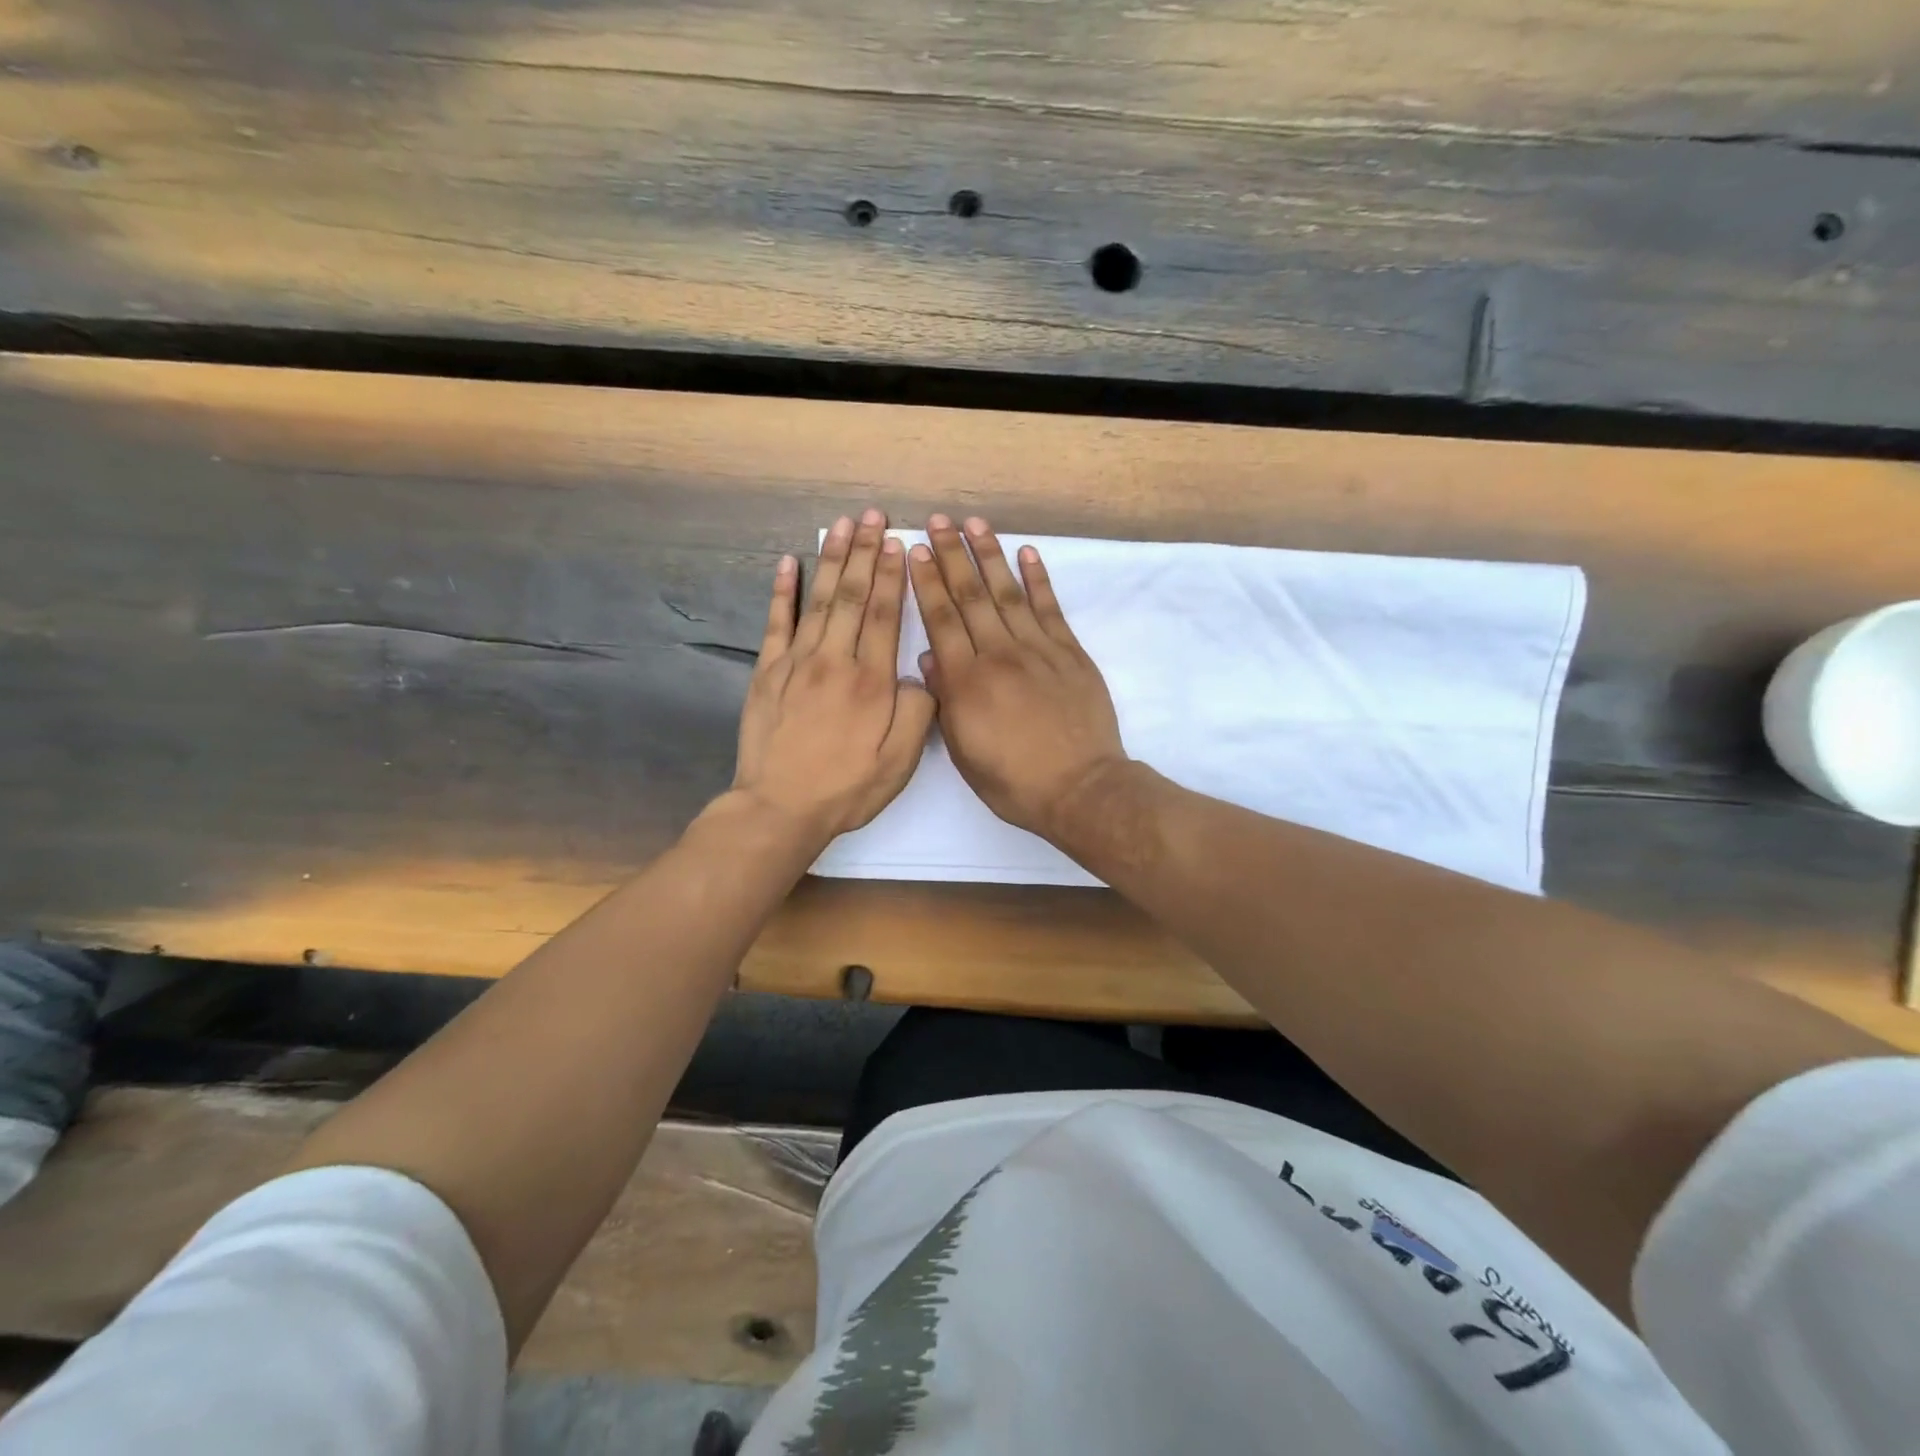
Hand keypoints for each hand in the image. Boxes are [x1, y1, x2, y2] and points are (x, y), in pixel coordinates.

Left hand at [732, 510, 935, 844]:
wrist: (779, 808)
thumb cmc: (846, 788)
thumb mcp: (899, 762)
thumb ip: (917, 712)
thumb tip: (918, 674)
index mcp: (871, 682)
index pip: (885, 615)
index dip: (892, 576)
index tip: (897, 542)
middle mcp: (835, 661)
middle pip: (853, 597)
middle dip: (865, 553)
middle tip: (873, 516)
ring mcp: (796, 663)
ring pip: (819, 600)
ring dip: (832, 560)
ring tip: (842, 525)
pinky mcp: (767, 673)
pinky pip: (776, 623)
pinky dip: (783, 591)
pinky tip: (789, 563)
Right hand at [909, 515, 1128, 839]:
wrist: (1080, 789)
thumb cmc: (1014, 781)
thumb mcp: (964, 753)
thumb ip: (945, 701)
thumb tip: (930, 658)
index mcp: (967, 682)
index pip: (941, 620)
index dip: (926, 583)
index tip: (914, 552)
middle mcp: (999, 655)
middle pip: (970, 597)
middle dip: (951, 556)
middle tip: (938, 522)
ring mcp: (1038, 650)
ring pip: (1008, 593)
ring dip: (989, 556)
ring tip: (974, 524)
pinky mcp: (1070, 653)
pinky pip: (1050, 608)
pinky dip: (1038, 579)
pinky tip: (1026, 553)